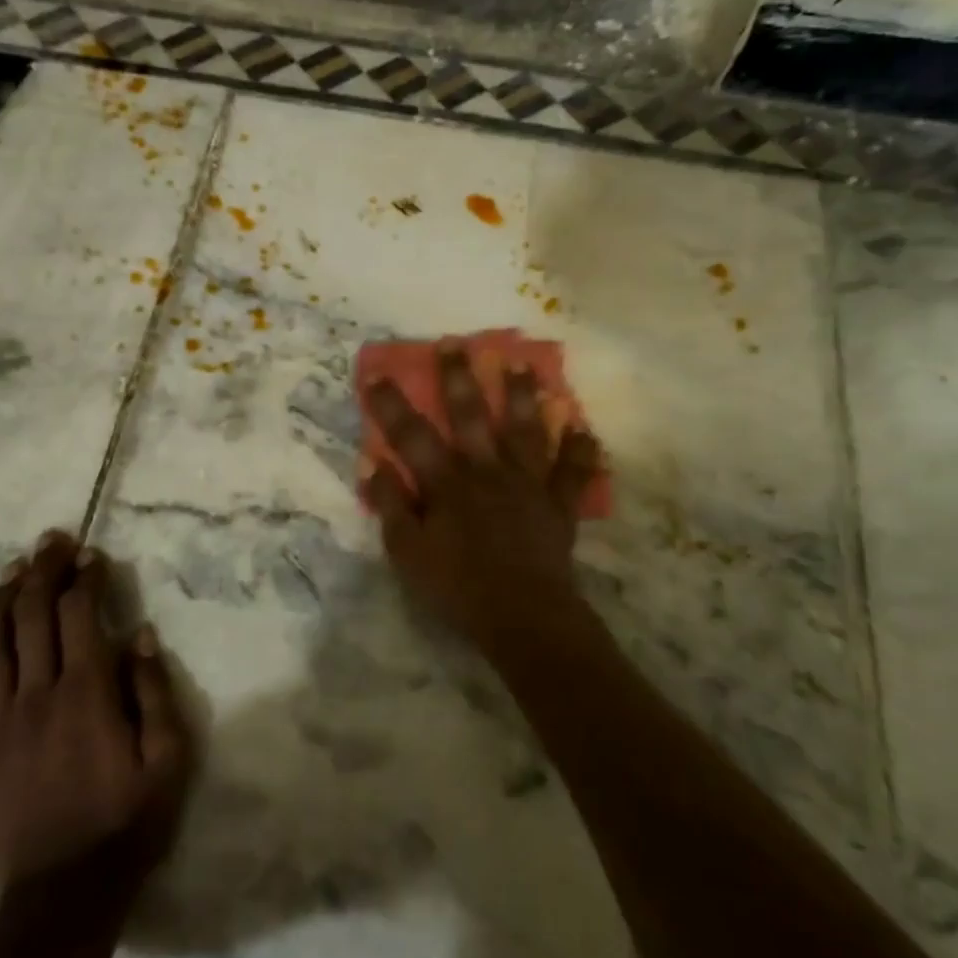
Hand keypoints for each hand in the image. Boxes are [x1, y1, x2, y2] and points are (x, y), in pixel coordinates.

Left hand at [0, 532, 194, 902]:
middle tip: (51, 540)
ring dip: (2, 604)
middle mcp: (36, 697)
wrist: (64, 897)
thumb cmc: (127, 823)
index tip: (91, 553)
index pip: (79, 616)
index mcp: (85, 693)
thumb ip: (153, 692)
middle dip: (42, 572)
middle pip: (32, 618)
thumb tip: (139, 635)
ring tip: (14, 571)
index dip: (84, 578)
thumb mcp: (168, 759)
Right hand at [363, 344, 601, 650]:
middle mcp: (487, 471)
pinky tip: (584, 429)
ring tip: (523, 365)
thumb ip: (391, 506)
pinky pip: (572, 472)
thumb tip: (373, 465)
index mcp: (447, 483)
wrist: (522, 614)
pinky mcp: (557, 505)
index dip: (391, 405)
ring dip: (523, 396)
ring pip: (525, 430)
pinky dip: (580, 451)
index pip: (411, 436)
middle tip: (455, 343)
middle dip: (460, 378)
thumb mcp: (407, 553)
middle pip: (471, 416)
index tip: (376, 374)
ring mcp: (527, 484)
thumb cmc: (457, 587)